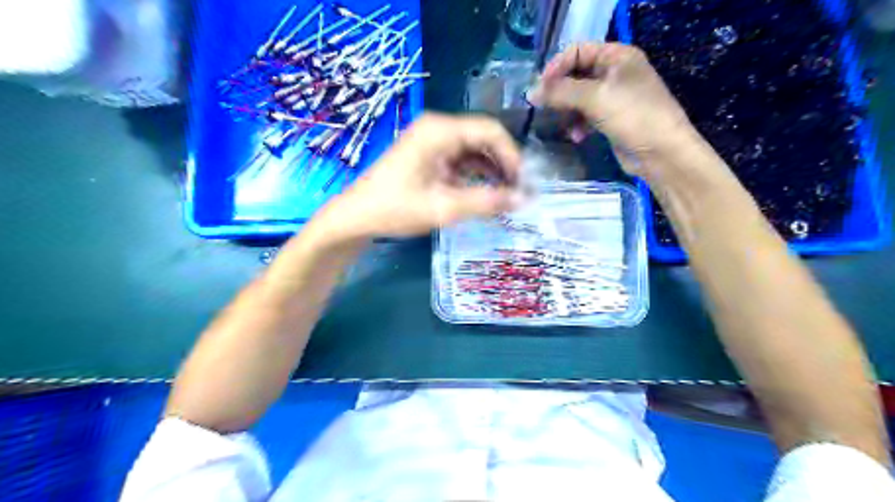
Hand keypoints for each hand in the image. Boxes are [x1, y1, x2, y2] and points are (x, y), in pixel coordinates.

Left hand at [314, 112, 525, 240]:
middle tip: (517, 192)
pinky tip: (484, 194)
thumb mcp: (443, 208)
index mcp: (439, 131)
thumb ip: (485, 202)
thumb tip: (522, 200)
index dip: (512, 156)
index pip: (490, 131)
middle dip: (503, 164)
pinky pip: (460, 160)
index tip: (523, 183)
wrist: (355, 217)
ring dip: (491, 171)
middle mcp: (437, 128)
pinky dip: (475, 176)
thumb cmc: (394, 209)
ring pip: (473, 150)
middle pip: (483, 138)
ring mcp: (431, 141)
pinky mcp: (428, 155)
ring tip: (505, 196)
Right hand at [525, 41, 694, 176]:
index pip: (577, 51)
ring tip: (561, 123)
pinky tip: (576, 136)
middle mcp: (615, 72)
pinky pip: (586, 115)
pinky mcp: (611, 118)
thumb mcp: (595, 98)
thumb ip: (561, 92)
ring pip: (579, 97)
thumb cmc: (632, 116)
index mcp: (617, 56)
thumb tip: (530, 92)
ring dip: (567, 110)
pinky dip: (578, 124)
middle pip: (576, 74)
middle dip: (560, 91)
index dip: (556, 66)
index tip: (540, 87)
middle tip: (543, 106)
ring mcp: (614, 96)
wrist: (661, 152)